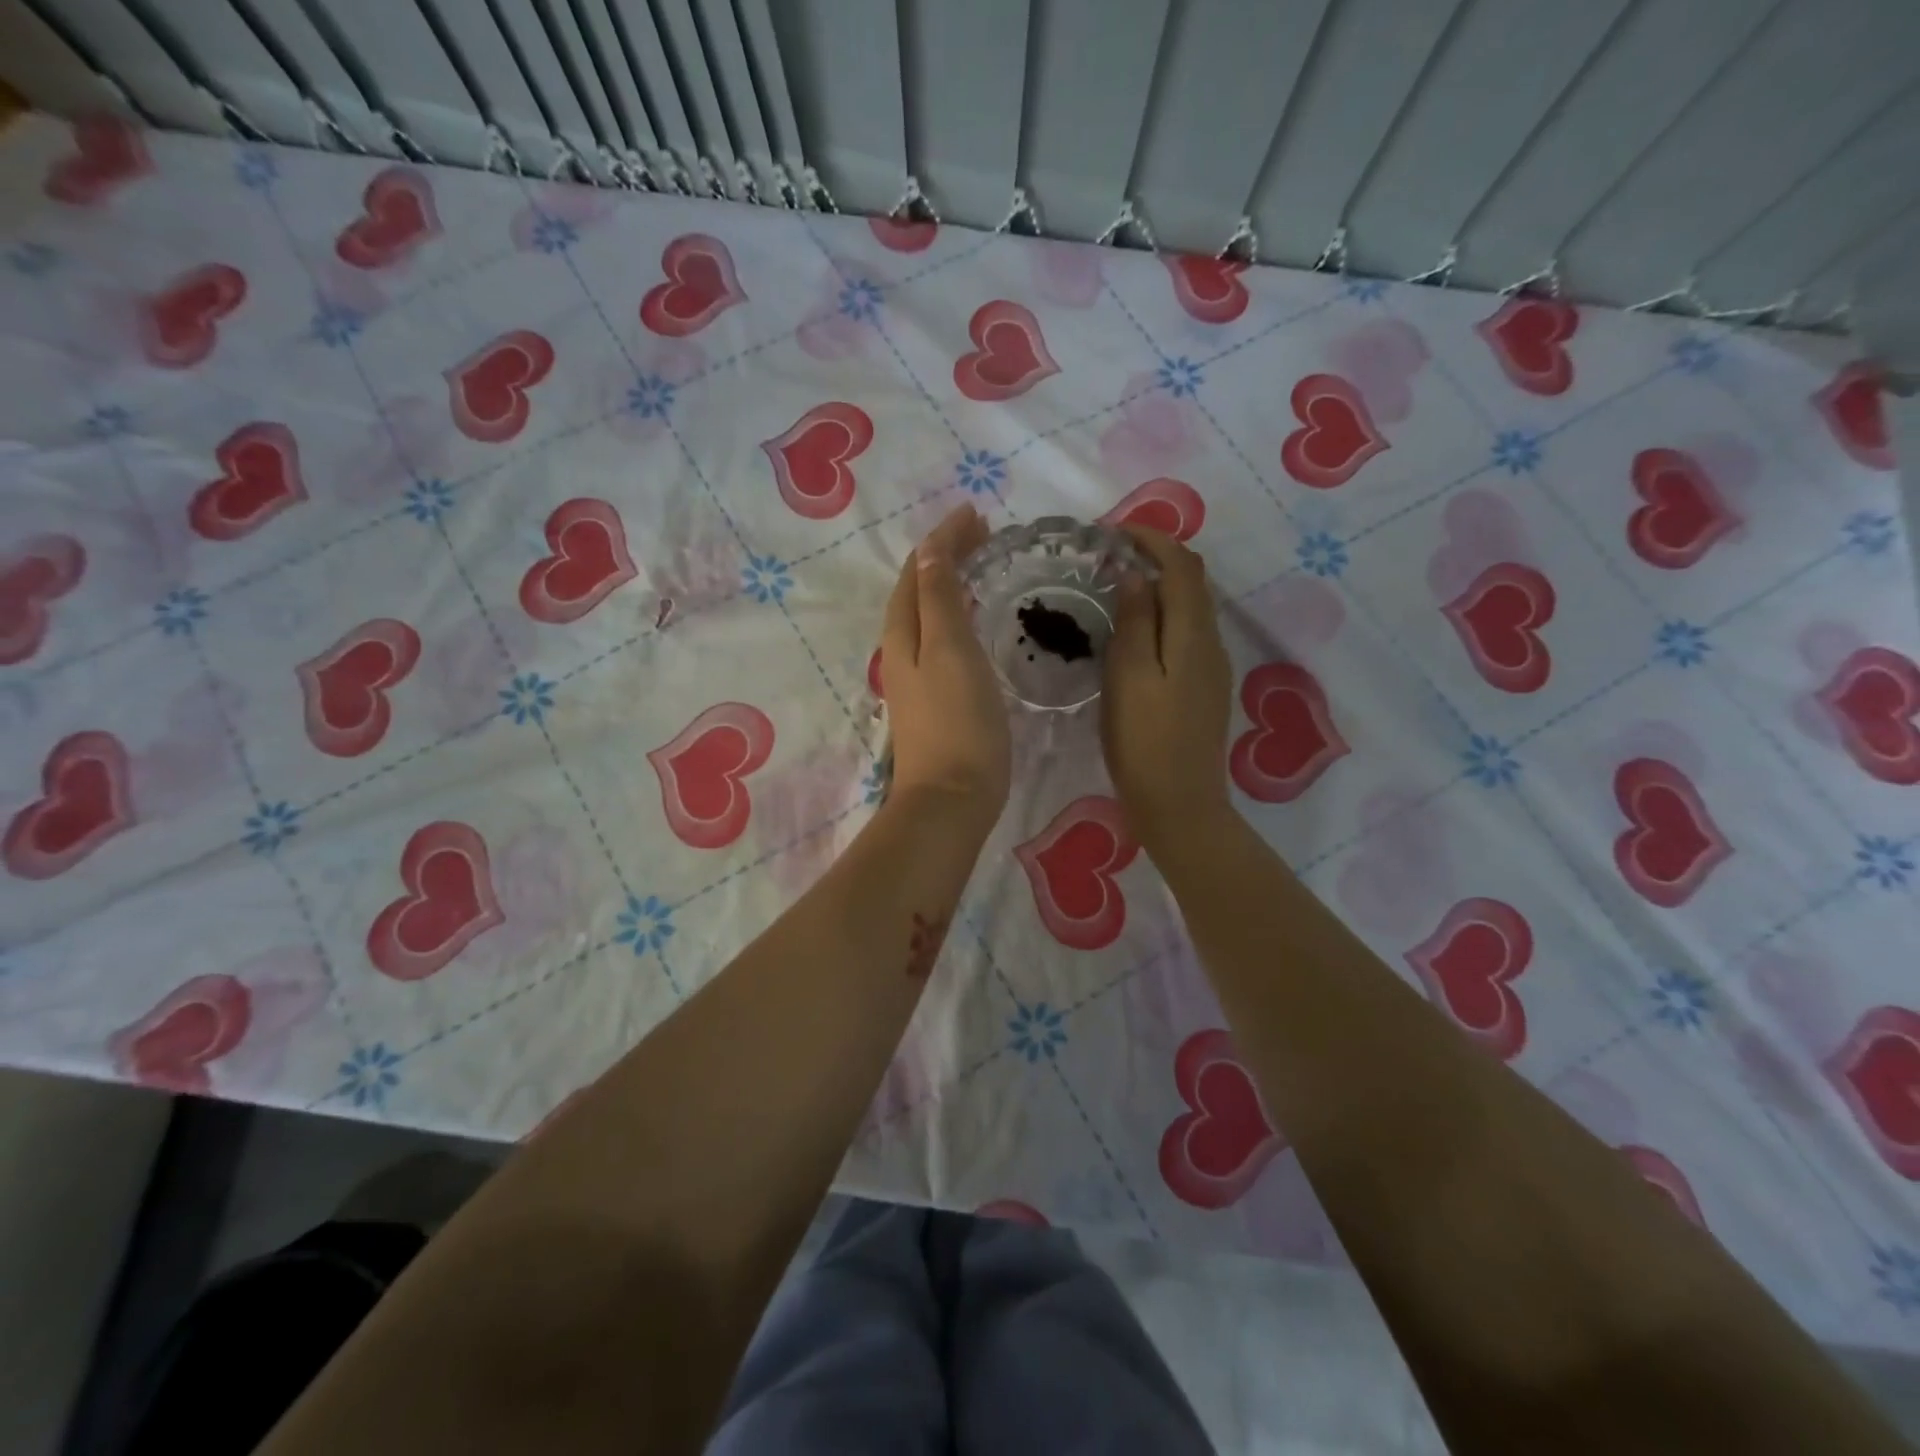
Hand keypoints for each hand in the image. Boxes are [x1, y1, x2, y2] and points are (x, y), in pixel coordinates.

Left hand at [880, 505, 1010, 833]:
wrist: (951, 799)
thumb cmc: (958, 722)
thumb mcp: (950, 651)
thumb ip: (939, 600)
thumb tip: (929, 552)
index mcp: (903, 634)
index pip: (917, 571)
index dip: (942, 540)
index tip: (976, 515)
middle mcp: (902, 651)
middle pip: (918, 590)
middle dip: (944, 557)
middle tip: (983, 535)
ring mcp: (916, 678)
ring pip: (928, 616)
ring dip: (949, 585)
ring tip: (980, 567)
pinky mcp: (935, 700)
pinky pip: (941, 640)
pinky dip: (956, 616)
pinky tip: (975, 624)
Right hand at [1101, 527, 1235, 851]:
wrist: (1180, 805)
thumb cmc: (1144, 742)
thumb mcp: (1129, 677)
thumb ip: (1134, 622)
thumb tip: (1135, 575)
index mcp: (1193, 635)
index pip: (1182, 566)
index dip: (1153, 539)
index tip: (1114, 531)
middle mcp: (1211, 643)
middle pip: (1192, 583)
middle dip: (1157, 557)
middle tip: (1111, 555)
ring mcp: (1212, 668)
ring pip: (1191, 609)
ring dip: (1160, 587)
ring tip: (1117, 588)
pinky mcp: (1204, 689)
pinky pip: (1187, 634)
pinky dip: (1163, 616)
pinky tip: (1136, 632)